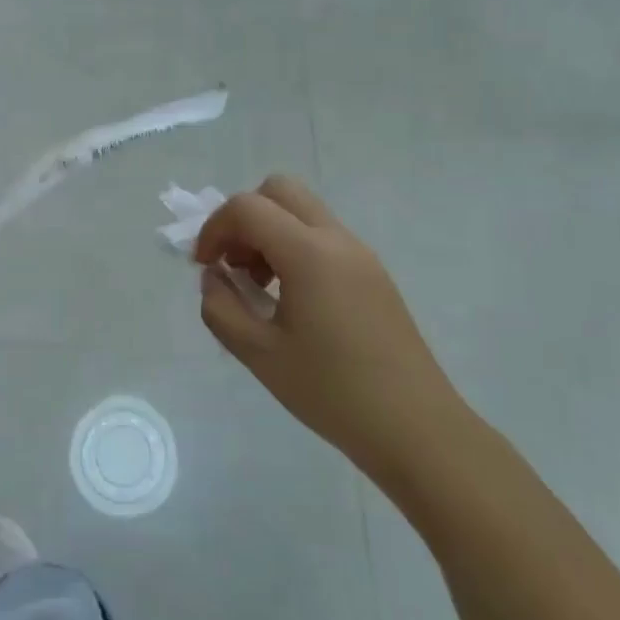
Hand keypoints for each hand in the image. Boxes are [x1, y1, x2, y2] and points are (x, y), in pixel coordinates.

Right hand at [194, 176, 469, 495]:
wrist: (415, 428)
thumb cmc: (331, 392)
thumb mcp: (259, 354)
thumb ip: (220, 307)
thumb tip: (214, 278)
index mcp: (309, 254)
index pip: (247, 208)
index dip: (214, 228)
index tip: (203, 266)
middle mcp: (337, 240)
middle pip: (279, 191)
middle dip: (243, 218)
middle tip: (233, 264)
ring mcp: (360, 255)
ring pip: (302, 212)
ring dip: (269, 232)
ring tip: (260, 288)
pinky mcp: (373, 274)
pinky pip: (323, 237)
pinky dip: (293, 248)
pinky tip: (291, 301)